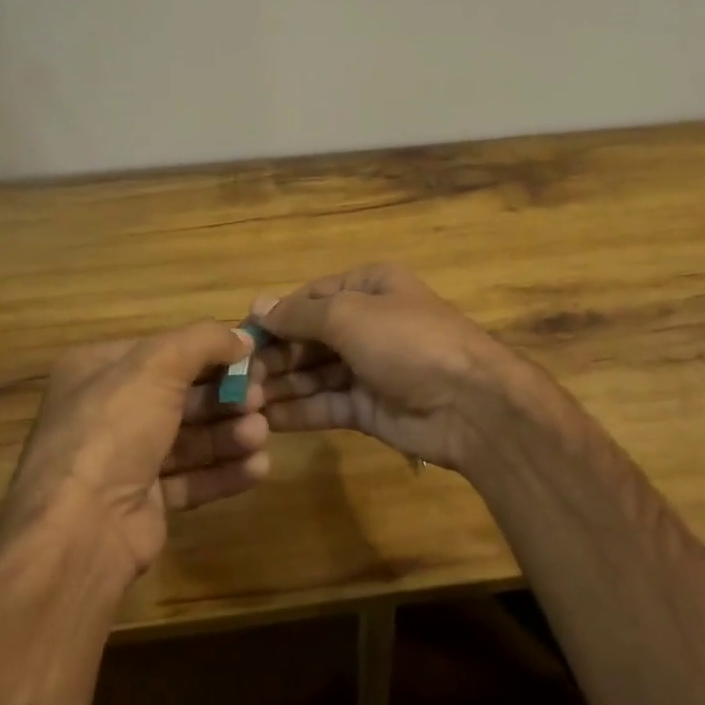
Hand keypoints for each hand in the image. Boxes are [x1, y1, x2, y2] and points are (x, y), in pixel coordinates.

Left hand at [0, 321, 267, 584]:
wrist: (81, 529)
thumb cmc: (114, 429)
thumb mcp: (158, 364)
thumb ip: (205, 340)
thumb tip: (243, 337)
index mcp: (98, 370)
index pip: (164, 352)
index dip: (210, 353)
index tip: (251, 359)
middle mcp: (108, 412)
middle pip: (181, 395)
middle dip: (225, 397)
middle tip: (260, 401)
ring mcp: (124, 459)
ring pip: (189, 438)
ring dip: (229, 434)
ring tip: (259, 436)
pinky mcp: (144, 501)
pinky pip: (191, 478)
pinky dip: (223, 471)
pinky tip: (256, 469)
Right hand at [255, 265, 533, 474]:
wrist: (469, 404)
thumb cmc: (407, 341)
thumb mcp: (350, 314)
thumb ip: (301, 314)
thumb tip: (259, 306)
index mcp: (369, 286)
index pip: (311, 296)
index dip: (276, 315)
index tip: (238, 336)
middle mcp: (368, 322)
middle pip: (310, 336)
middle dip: (275, 354)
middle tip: (235, 377)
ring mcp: (369, 366)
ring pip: (314, 372)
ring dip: (281, 383)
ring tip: (241, 400)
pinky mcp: (369, 407)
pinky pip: (326, 404)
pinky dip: (298, 410)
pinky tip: (266, 418)